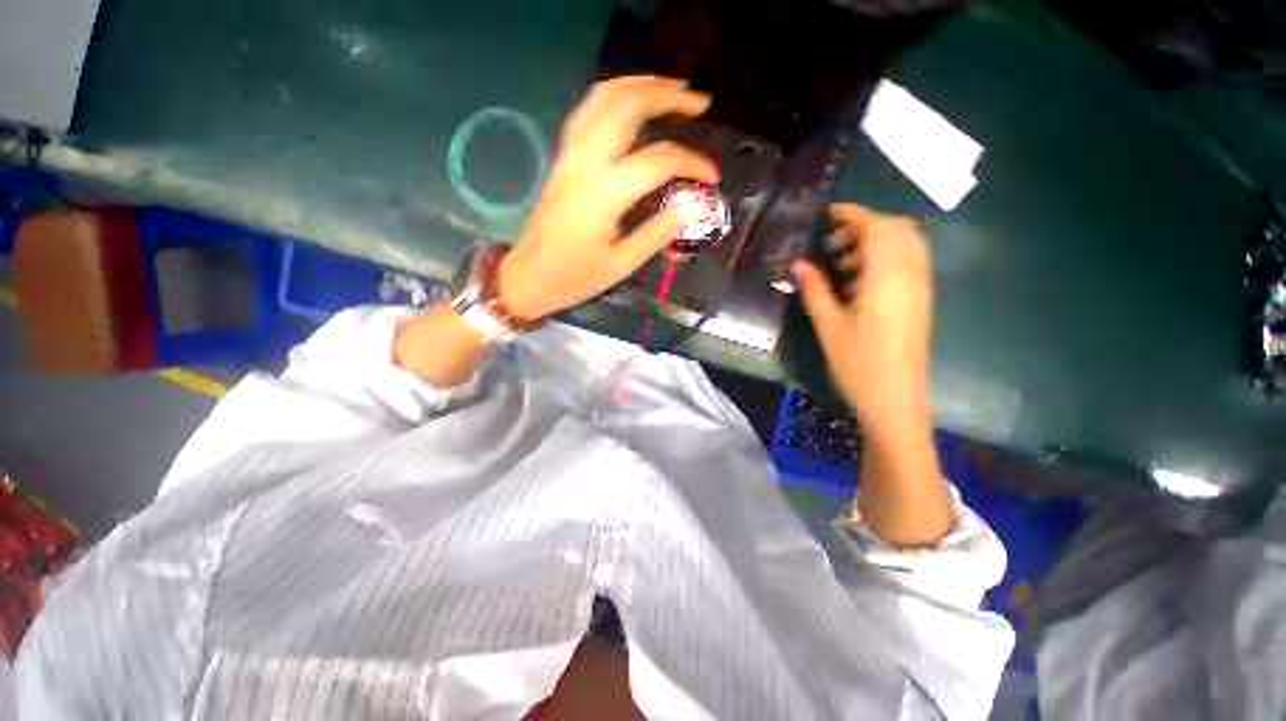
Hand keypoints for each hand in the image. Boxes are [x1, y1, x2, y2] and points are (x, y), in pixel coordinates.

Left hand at [498, 76, 718, 320]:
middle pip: (627, 105)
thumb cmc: (575, 278)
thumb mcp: (621, 264)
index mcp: (604, 193)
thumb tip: (693, 208)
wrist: (528, 277)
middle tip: (699, 103)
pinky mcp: (563, 158)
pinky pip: (588, 111)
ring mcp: (570, 155)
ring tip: (671, 89)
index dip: (691, 163)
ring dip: (640, 84)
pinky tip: (632, 101)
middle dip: (667, 96)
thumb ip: (658, 233)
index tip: (712, 177)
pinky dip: (614, 96)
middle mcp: (586, 162)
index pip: (658, 161)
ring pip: (603, 97)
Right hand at [791, 204, 933, 431]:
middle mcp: (911, 276)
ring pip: (905, 247)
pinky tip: (857, 285)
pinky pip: (907, 265)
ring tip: (840, 268)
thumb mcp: (829, 325)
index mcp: (888, 278)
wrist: (896, 400)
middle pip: (897, 230)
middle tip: (832, 246)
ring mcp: (920, 289)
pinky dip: (883, 261)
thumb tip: (797, 264)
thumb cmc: (859, 363)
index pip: (877, 228)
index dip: (853, 215)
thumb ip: (814, 289)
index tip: (828, 215)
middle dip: (864, 227)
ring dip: (874, 245)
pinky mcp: (920, 302)